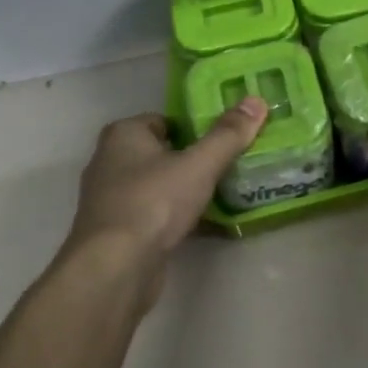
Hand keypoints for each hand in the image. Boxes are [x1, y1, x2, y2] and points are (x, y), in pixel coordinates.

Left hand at [64, 98, 268, 282]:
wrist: (116, 266)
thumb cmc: (154, 202)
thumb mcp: (199, 164)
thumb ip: (228, 134)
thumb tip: (256, 100)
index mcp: (124, 135)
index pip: (165, 120)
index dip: (196, 128)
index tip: (227, 140)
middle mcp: (111, 161)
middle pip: (163, 153)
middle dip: (195, 161)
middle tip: (232, 167)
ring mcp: (113, 199)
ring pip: (160, 186)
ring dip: (188, 191)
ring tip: (227, 195)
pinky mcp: (120, 231)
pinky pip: (157, 215)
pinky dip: (179, 218)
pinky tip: (209, 226)